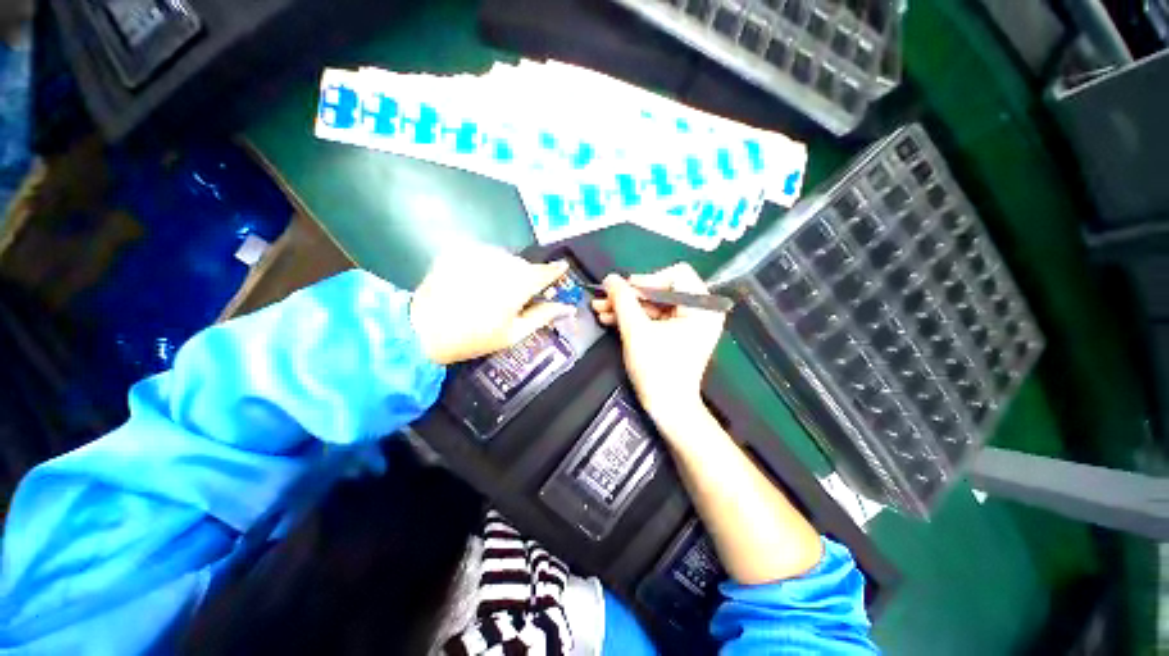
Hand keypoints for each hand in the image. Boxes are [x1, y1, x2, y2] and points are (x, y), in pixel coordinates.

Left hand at [411, 244, 574, 364]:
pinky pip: (483, 255)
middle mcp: (502, 262)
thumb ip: (543, 316)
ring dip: (505, 271)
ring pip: (504, 258)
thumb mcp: (514, 333)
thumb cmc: (475, 337)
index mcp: (519, 283)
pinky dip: (485, 266)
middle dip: (525, 277)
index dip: (555, 271)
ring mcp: (479, 253)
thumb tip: (567, 308)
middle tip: (516, 297)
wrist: (423, 329)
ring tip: (491, 291)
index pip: (546, 272)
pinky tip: (474, 282)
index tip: (562, 268)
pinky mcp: (459, 251)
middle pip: (524, 265)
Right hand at [591, 263, 724, 431]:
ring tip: (600, 309)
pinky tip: (610, 318)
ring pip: (653, 304)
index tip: (623, 290)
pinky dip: (633, 317)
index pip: (676, 275)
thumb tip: (610, 278)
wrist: (667, 408)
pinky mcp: (677, 333)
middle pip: (661, 289)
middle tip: (603, 298)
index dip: (646, 280)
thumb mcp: (636, 331)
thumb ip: (622, 300)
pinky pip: (654, 317)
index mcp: (702, 307)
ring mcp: (688, 323)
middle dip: (629, 296)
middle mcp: (700, 311)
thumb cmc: (657, 369)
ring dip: (626, 307)